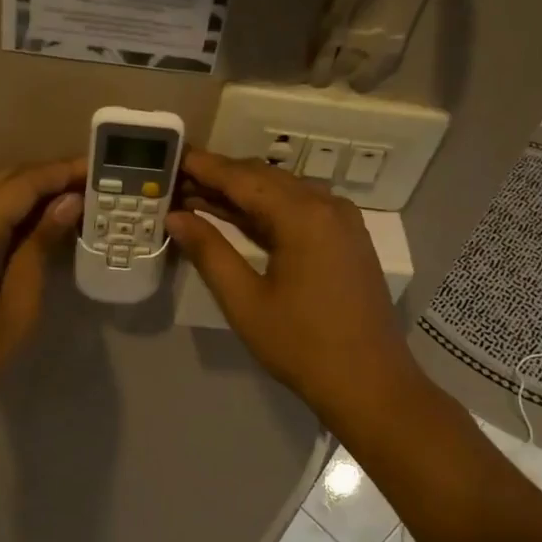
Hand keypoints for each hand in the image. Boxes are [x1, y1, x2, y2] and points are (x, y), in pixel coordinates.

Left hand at [0, 158, 83, 454]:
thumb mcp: (18, 307)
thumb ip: (39, 247)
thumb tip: (67, 203)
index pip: (21, 185)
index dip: (60, 173)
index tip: (95, 169)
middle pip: (2, 179)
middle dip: (45, 177)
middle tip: (88, 184)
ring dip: (25, 190)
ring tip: (68, 200)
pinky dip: (3, 208)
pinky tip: (31, 221)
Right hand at [166, 149, 426, 427]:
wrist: (370, 384)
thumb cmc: (301, 345)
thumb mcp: (245, 301)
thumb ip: (209, 252)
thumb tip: (175, 217)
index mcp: (303, 215)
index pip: (242, 177)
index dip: (204, 167)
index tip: (171, 158)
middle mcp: (327, 205)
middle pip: (264, 178)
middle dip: (220, 178)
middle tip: (177, 183)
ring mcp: (342, 220)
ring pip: (283, 192)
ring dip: (242, 193)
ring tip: (197, 199)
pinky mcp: (347, 238)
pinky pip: (301, 209)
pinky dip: (267, 210)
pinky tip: (238, 218)